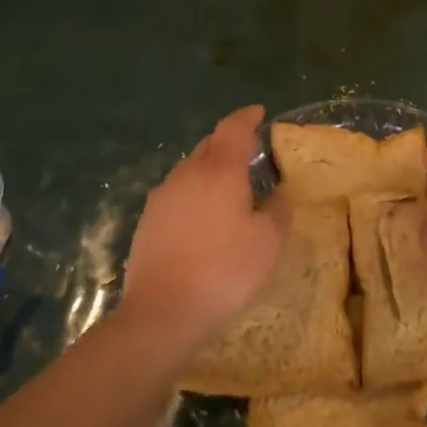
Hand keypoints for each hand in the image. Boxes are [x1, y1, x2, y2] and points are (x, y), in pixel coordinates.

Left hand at [121, 106, 289, 354]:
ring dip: (210, 168)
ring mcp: (163, 196)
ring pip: (190, 169)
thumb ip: (278, 211)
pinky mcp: (147, 221)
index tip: (259, 113)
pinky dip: (193, 193)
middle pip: (210, 145)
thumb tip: (279, 196)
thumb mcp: (268, 243)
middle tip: (248, 152)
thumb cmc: (224, 271)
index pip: (233, 128)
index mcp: (220, 170)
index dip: (247, 117)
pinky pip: (176, 193)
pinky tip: (202, 217)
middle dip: (229, 142)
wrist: (161, 313)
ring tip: (227, 187)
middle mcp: (188, 173)